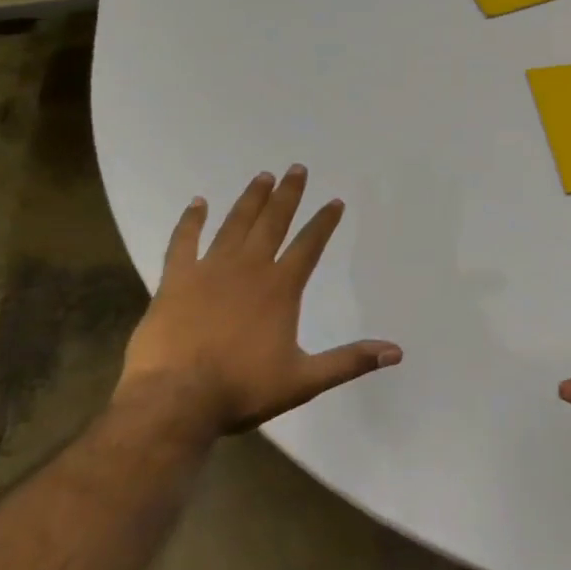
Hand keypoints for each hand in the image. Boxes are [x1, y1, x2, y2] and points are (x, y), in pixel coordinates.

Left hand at [116, 165, 401, 435]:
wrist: (174, 401)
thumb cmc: (241, 389)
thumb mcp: (304, 380)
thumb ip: (349, 361)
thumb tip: (396, 352)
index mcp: (280, 288)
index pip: (309, 245)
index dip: (324, 222)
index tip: (335, 201)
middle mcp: (248, 268)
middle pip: (273, 223)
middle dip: (288, 195)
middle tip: (297, 168)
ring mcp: (209, 271)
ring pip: (234, 225)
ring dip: (250, 199)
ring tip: (263, 176)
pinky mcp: (175, 281)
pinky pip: (183, 242)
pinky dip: (191, 221)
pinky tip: (197, 203)